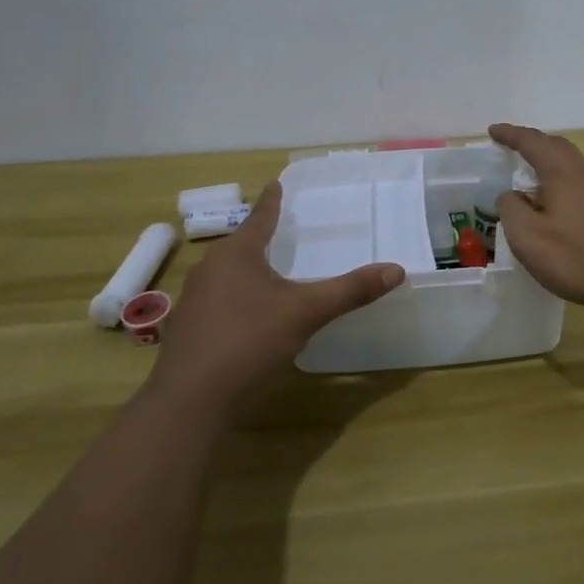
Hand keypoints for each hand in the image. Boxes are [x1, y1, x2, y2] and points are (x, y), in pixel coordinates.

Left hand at [145, 181, 404, 417]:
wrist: (190, 400)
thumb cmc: (249, 342)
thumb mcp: (306, 313)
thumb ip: (350, 291)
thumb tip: (396, 270)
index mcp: (237, 254)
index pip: (260, 217)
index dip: (272, 201)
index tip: (275, 183)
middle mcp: (210, 268)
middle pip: (240, 245)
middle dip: (260, 237)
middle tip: (281, 230)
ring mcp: (193, 298)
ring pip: (226, 273)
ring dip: (247, 270)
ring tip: (268, 271)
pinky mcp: (187, 328)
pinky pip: (217, 299)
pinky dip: (236, 298)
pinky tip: (248, 316)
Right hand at [489, 123, 583, 316]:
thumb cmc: (576, 259)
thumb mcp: (527, 237)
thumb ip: (511, 209)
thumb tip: (511, 195)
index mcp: (563, 171)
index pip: (532, 142)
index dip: (510, 135)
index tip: (492, 131)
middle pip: (556, 146)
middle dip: (532, 144)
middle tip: (511, 149)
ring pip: (572, 164)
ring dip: (549, 163)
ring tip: (531, 178)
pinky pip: (582, 181)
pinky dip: (563, 181)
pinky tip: (558, 204)